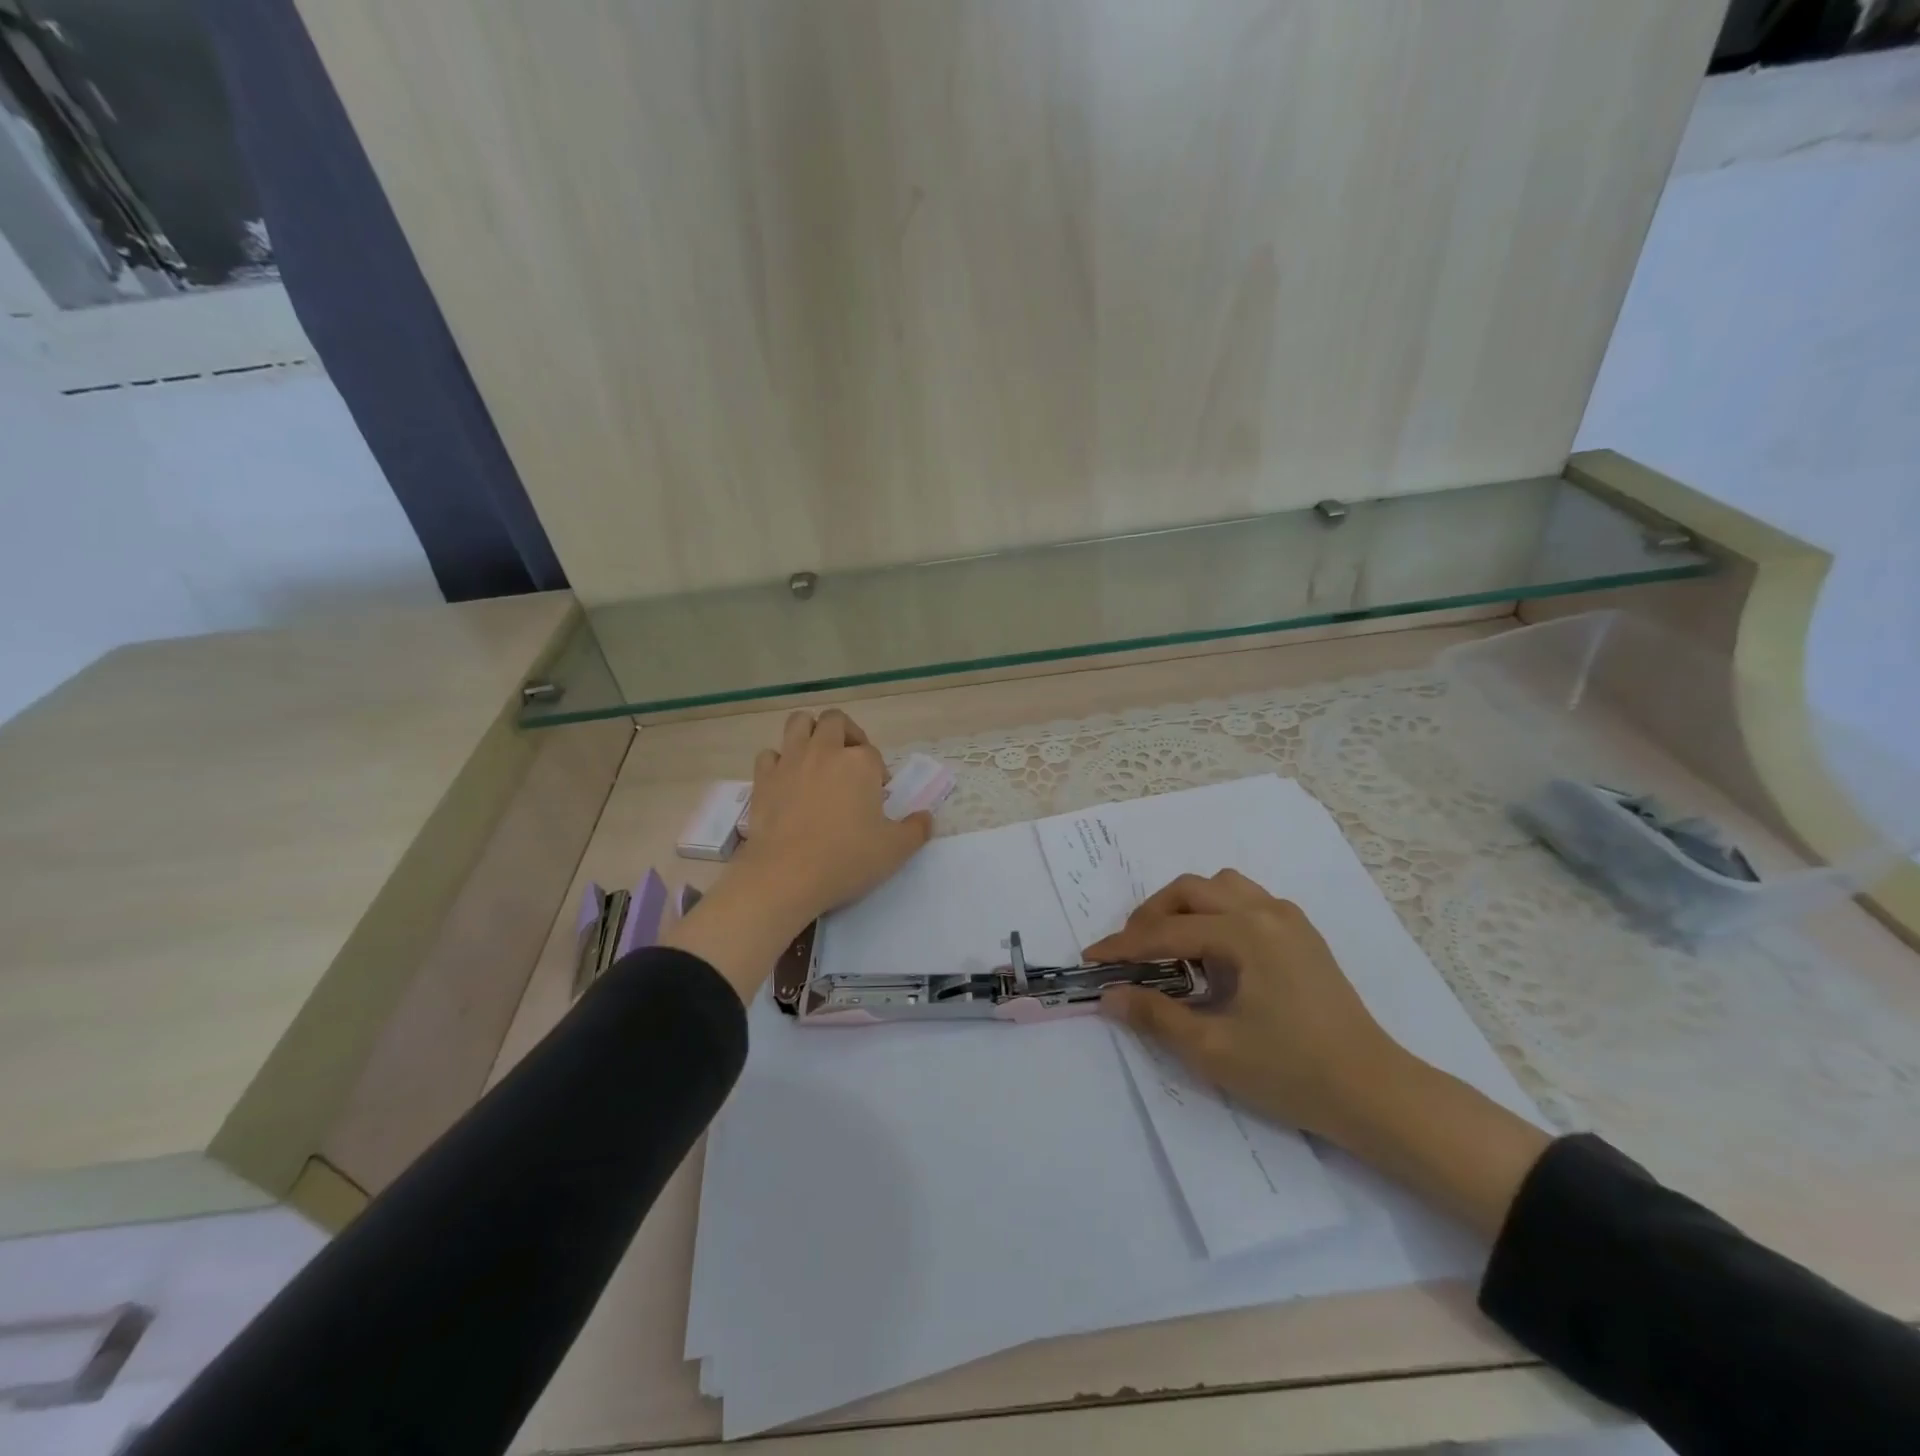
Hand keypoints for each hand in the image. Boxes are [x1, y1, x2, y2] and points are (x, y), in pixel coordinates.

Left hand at [736, 709, 933, 921]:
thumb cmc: (847, 859)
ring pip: (799, 723)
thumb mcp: (895, 850)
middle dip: (846, 734)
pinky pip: (769, 754)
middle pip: (835, 721)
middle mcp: (824, 751)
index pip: (872, 753)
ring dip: (810, 731)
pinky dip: (779, 761)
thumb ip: (916, 830)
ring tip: (818, 757)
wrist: (786, 875)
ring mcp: (790, 762)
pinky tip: (786, 780)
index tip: (877, 795)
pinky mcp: (763, 779)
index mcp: (860, 763)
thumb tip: (926, 818)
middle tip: (851, 762)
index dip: (877, 771)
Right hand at [1085, 870, 1406, 1143]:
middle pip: (1191, 890)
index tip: (1090, 959)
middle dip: (1152, 916)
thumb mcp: (1213, 1049)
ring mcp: (1289, 919)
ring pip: (1221, 886)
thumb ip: (1155, 1016)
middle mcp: (1266, 911)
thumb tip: (1110, 995)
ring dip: (1186, 906)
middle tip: (1130, 952)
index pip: (1167, 931)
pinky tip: (1214, 950)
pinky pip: (1247, 900)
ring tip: (1170, 944)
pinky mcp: (1303, 934)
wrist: (1376, 1093)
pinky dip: (1217, 911)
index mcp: (1245, 933)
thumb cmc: (1293, 1072)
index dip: (1123, 946)